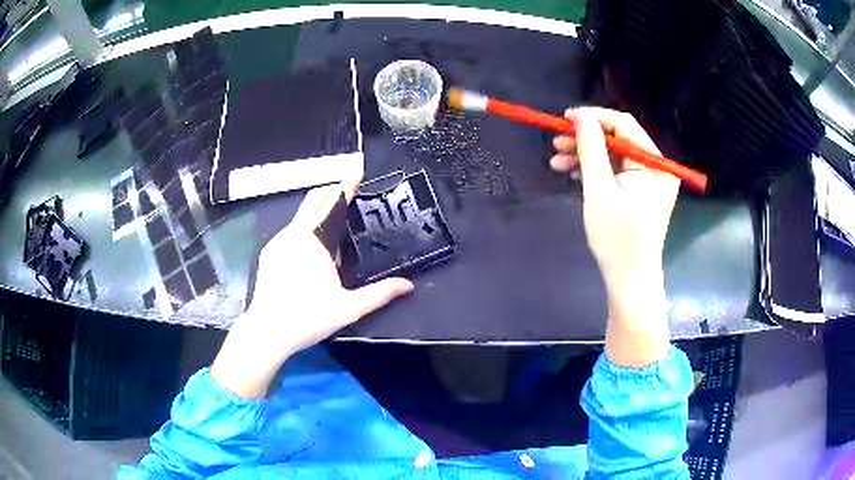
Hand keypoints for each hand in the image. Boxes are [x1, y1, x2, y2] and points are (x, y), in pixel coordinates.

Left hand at [211, 178, 413, 397]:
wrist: (267, 331)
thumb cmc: (308, 317)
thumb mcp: (348, 308)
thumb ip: (380, 294)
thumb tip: (408, 285)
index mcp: (313, 240)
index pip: (332, 203)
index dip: (346, 185)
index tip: (357, 170)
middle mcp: (293, 234)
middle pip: (313, 200)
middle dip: (331, 193)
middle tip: (350, 195)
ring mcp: (278, 242)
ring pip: (301, 217)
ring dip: (318, 214)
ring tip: (336, 231)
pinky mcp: (269, 253)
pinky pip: (291, 232)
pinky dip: (305, 230)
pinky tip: (312, 253)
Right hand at [551, 107, 678, 366]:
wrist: (629, 279)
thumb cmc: (617, 239)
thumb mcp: (599, 190)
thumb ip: (590, 148)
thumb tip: (579, 115)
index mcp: (654, 164)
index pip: (623, 125)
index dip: (593, 118)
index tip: (564, 119)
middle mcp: (656, 166)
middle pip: (618, 138)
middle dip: (586, 139)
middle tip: (556, 143)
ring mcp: (650, 180)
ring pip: (614, 154)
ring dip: (586, 155)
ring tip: (558, 162)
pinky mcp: (641, 191)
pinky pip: (617, 170)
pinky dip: (596, 170)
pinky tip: (574, 173)